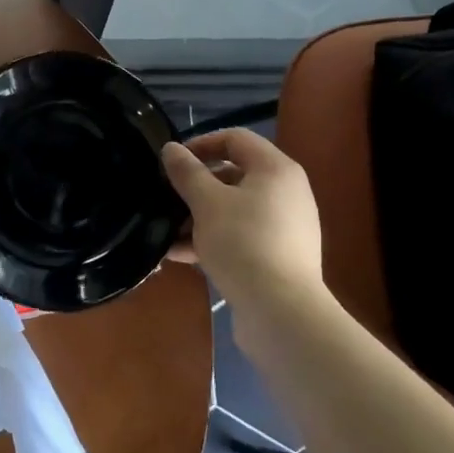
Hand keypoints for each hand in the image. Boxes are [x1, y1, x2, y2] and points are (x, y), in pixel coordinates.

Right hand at [161, 129, 321, 311]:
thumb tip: (171, 149)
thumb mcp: (206, 202)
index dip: (201, 144)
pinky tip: (180, 255)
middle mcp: (286, 192)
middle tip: (167, 197)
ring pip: (234, 209)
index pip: (235, 139)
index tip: (173, 162)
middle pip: (234, 175)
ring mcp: (285, 227)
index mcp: (276, 169)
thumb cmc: (243, 243)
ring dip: (199, 216)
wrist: (282, 313)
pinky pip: (241, 236)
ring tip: (167, 231)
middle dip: (196, 186)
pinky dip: (213, 240)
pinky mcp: (278, 257)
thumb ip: (187, 172)